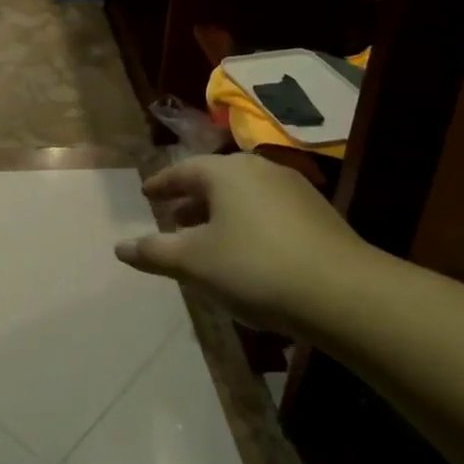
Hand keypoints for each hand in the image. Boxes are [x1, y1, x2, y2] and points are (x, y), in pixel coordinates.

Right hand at [114, 153, 369, 332]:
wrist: (344, 293)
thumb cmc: (255, 267)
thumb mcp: (194, 262)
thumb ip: (154, 252)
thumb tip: (120, 247)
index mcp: (225, 172)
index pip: (183, 170)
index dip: (162, 184)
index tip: (147, 194)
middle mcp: (259, 170)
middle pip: (215, 181)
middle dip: (192, 200)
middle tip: (173, 219)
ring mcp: (293, 190)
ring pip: (244, 197)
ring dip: (220, 214)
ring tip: (208, 241)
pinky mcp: (318, 215)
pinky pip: (268, 212)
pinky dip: (248, 225)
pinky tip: (249, 254)